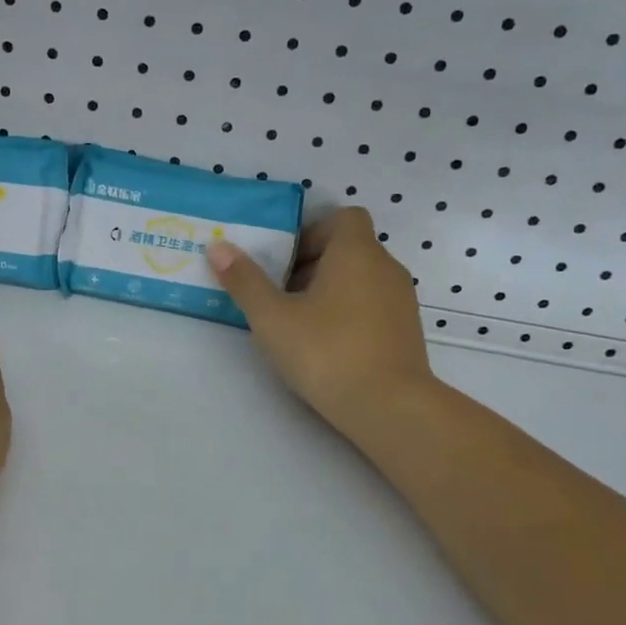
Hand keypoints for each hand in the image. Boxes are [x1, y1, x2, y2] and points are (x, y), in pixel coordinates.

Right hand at [207, 208, 434, 439]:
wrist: (390, 408)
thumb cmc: (327, 351)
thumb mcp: (272, 317)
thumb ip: (245, 280)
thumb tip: (218, 247)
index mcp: (356, 252)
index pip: (343, 217)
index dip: (312, 231)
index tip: (286, 260)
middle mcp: (386, 267)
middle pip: (349, 248)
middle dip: (313, 264)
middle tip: (281, 294)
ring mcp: (402, 300)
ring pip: (362, 278)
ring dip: (331, 290)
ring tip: (300, 323)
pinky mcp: (407, 331)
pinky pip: (374, 305)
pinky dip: (350, 313)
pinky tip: (327, 346)